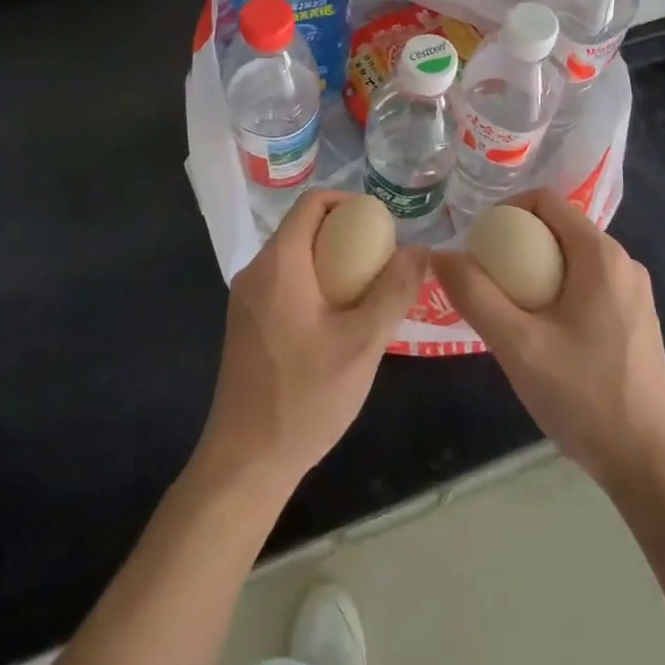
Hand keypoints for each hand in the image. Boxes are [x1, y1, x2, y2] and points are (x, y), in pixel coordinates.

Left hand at [197, 190, 426, 490]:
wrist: (245, 461)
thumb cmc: (304, 397)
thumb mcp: (362, 344)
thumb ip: (393, 291)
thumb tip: (419, 250)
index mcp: (279, 263)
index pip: (312, 203)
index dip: (349, 202)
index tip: (382, 226)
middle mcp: (256, 271)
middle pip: (303, 229)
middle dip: (345, 236)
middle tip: (382, 262)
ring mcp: (246, 299)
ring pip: (294, 258)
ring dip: (331, 263)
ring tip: (368, 293)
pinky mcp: (246, 324)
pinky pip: (284, 284)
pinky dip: (314, 285)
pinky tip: (338, 322)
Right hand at [432, 190, 664, 495]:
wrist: (649, 465)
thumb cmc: (583, 397)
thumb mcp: (517, 346)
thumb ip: (475, 295)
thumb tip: (440, 254)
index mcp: (601, 256)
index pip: (546, 201)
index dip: (506, 210)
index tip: (479, 243)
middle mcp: (623, 263)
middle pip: (558, 228)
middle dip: (517, 244)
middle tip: (486, 278)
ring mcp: (635, 293)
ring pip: (572, 258)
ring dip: (536, 270)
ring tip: (507, 306)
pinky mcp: (637, 319)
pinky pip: (588, 283)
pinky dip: (558, 290)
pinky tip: (541, 331)